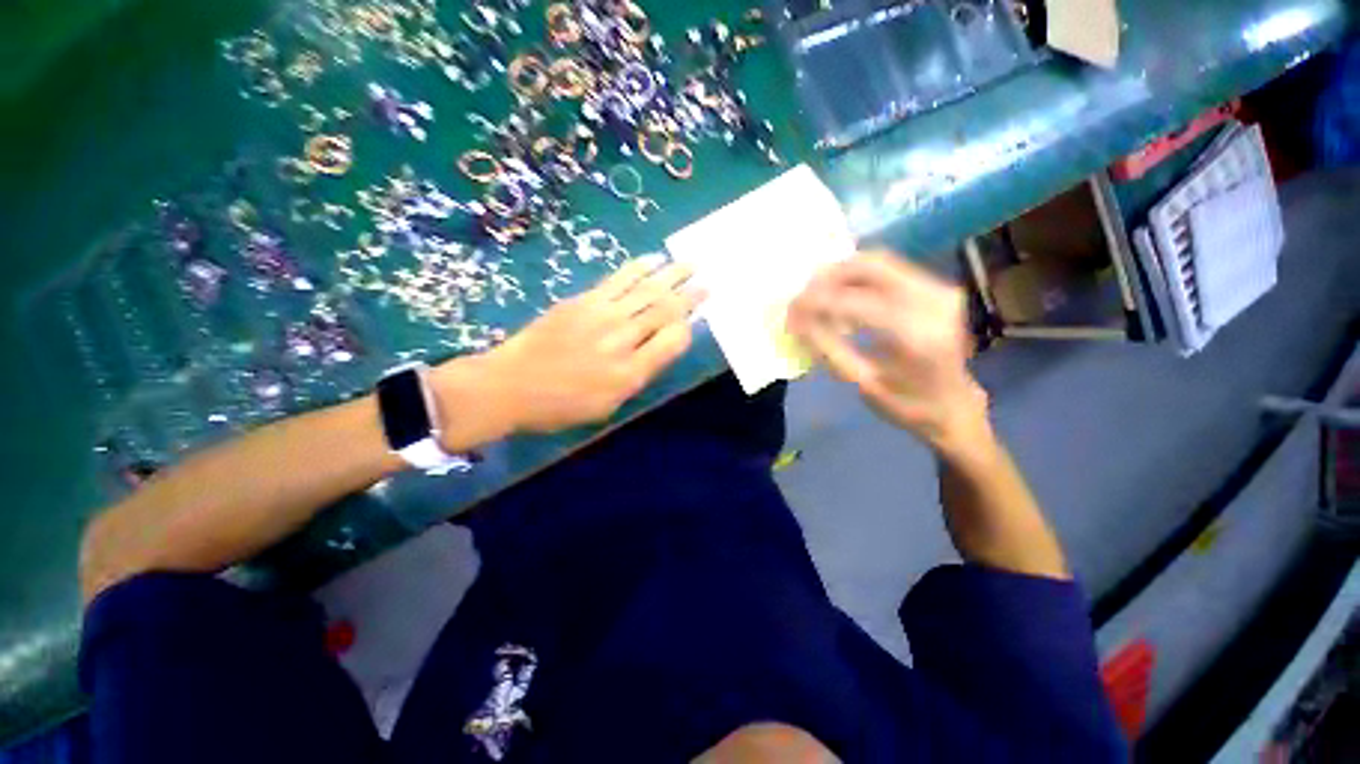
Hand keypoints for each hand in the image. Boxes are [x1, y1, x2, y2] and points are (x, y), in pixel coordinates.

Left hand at [478, 257, 700, 434]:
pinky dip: (639, 268)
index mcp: (630, 373)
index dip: (688, 327)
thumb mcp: (607, 406)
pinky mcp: (584, 300)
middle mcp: (622, 340)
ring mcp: (602, 315)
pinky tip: (654, 260)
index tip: (697, 317)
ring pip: (646, 290)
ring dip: (672, 275)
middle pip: (664, 312)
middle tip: (707, 282)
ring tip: (691, 264)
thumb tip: (660, 348)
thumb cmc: (560, 405)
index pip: (673, 341)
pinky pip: (618, 279)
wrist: (510, 385)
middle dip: (689, 296)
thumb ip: (637, 376)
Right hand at [787, 250, 989, 452]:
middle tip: (802, 296)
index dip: (817, 302)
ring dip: (841, 274)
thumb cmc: (906, 405)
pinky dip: (858, 278)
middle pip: (870, 266)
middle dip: (828, 276)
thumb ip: (828, 348)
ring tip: (817, 295)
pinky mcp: (937, 288)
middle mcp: (933, 302)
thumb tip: (797, 321)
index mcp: (916, 334)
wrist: (954, 406)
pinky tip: (841, 296)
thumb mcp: (862, 383)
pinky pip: (888, 270)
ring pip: (879, 262)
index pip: (855, 302)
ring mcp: (939, 290)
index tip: (790, 310)